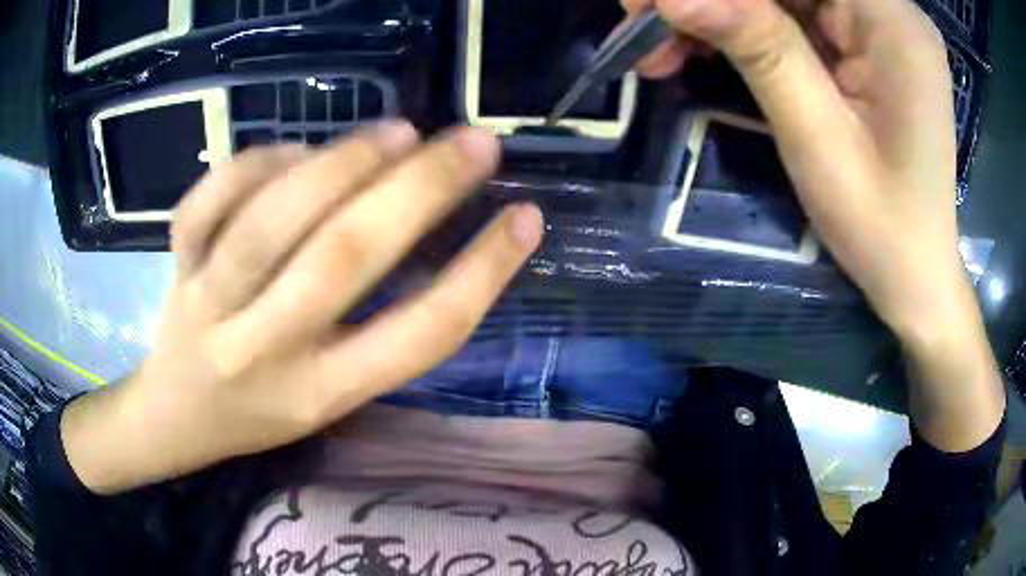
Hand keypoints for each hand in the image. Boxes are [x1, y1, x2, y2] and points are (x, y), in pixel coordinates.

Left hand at [62, 123, 543, 492]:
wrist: (176, 417)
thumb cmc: (259, 413)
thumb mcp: (328, 397)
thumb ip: (374, 330)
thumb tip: (417, 221)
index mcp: (321, 395)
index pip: (418, 336)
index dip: (483, 273)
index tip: (525, 217)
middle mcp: (265, 352)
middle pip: (345, 259)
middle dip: (421, 190)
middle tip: (474, 142)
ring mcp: (208, 304)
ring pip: (271, 220)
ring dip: (342, 163)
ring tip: (399, 132)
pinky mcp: (175, 265)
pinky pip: (209, 200)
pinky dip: (256, 162)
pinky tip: (294, 151)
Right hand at [626, 0, 1003, 449]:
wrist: (915, 273)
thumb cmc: (881, 225)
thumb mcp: (817, 137)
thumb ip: (758, 48)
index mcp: (891, 20)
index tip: (651, 6)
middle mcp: (887, 8)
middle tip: (641, 21)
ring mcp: (874, 23)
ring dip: (717, 11)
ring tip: (660, 48)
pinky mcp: (860, 42)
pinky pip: (791, 15)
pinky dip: (742, 27)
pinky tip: (701, 51)